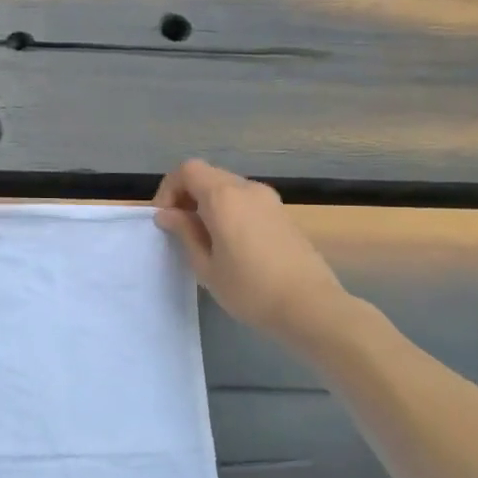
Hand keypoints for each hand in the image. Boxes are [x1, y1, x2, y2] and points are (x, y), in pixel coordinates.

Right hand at [153, 159, 350, 344]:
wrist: (311, 306)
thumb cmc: (250, 289)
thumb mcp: (206, 266)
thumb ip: (184, 233)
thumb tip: (167, 214)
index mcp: (223, 197)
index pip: (187, 170)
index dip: (169, 189)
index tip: (165, 219)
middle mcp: (246, 188)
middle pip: (207, 175)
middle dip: (187, 195)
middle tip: (180, 229)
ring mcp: (269, 199)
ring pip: (227, 187)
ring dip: (208, 203)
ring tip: (204, 238)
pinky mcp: (282, 213)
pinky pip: (246, 200)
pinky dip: (229, 210)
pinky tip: (231, 243)